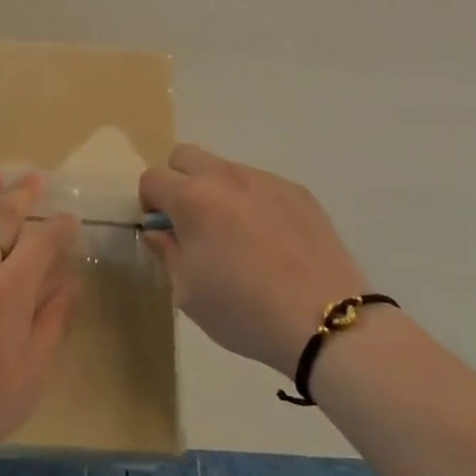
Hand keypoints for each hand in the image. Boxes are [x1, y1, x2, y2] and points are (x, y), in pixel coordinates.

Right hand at [140, 146, 372, 379]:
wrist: (325, 319)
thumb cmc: (244, 311)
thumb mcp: (187, 292)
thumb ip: (166, 251)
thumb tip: (158, 229)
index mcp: (192, 198)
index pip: (152, 178)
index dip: (150, 203)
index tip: (164, 232)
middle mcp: (226, 176)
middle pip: (185, 156)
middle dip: (178, 181)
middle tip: (193, 223)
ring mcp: (265, 180)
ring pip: (225, 168)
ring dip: (218, 191)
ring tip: (238, 237)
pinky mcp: (298, 191)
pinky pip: (261, 184)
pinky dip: (254, 202)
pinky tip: (271, 242)